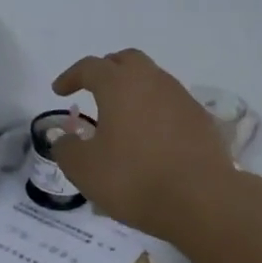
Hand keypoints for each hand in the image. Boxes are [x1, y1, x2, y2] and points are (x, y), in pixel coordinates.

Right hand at [48, 49, 232, 235]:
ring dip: (133, 92)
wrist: (201, 200)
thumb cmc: (133, 179)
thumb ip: (66, 149)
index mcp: (120, 85)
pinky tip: (149, 138)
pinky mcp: (201, 121)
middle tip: (93, 90)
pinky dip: (154, 112)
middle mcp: (153, 81)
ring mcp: (182, 99)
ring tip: (121, 117)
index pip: (90, 67)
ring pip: (152, 81)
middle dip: (106, 71)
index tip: (59, 91)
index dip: (71, 77)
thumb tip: (64, 138)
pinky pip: (171, 105)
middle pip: (127, 62)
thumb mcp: (84, 170)